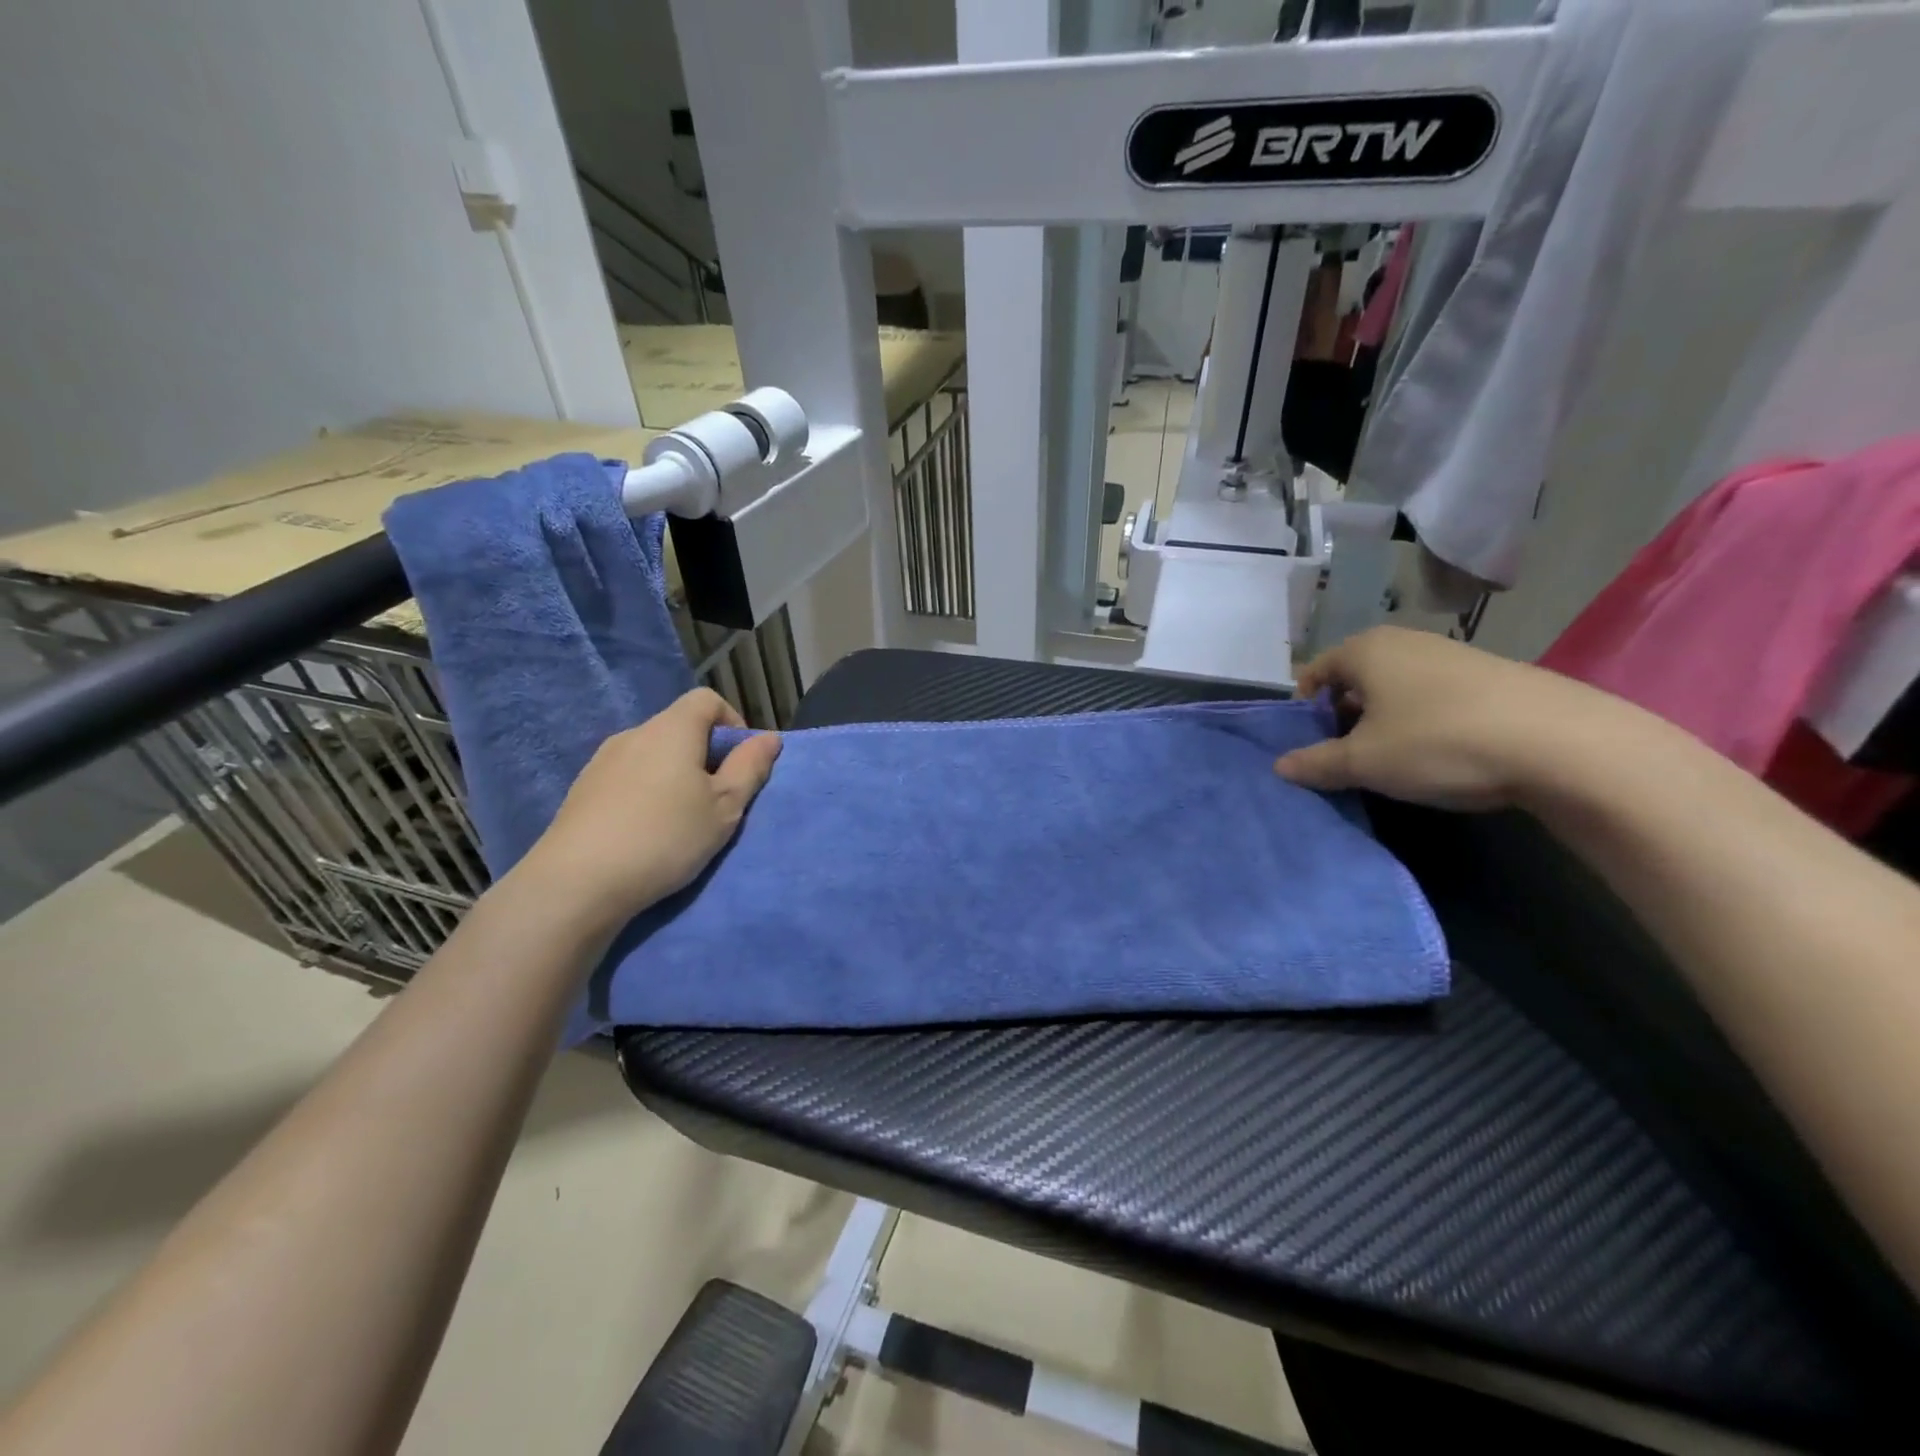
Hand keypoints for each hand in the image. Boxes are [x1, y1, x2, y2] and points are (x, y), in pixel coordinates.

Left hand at [514, 689, 781, 935]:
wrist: (577, 883)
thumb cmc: (665, 836)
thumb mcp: (724, 807)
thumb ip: (750, 768)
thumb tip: (769, 737)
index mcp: (672, 729)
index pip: (707, 700)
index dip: (732, 723)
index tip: (741, 763)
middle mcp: (634, 734)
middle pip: (679, 728)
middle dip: (706, 756)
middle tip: (718, 801)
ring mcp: (602, 762)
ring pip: (652, 755)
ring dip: (675, 776)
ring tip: (682, 821)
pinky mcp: (582, 791)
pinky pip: (628, 778)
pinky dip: (646, 793)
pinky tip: (646, 832)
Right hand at [1273, 626, 1631, 810]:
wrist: (1562, 744)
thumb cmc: (1438, 742)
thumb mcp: (1364, 762)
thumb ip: (1315, 763)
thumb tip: (1280, 766)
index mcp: (1365, 650)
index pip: (1314, 673)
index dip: (1304, 711)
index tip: (1310, 746)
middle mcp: (1404, 641)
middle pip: (1354, 678)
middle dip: (1343, 716)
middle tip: (1347, 756)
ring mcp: (1451, 654)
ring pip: (1395, 687)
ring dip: (1384, 721)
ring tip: (1395, 759)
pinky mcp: (1491, 675)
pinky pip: (1434, 695)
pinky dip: (1423, 720)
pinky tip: (1441, 753)